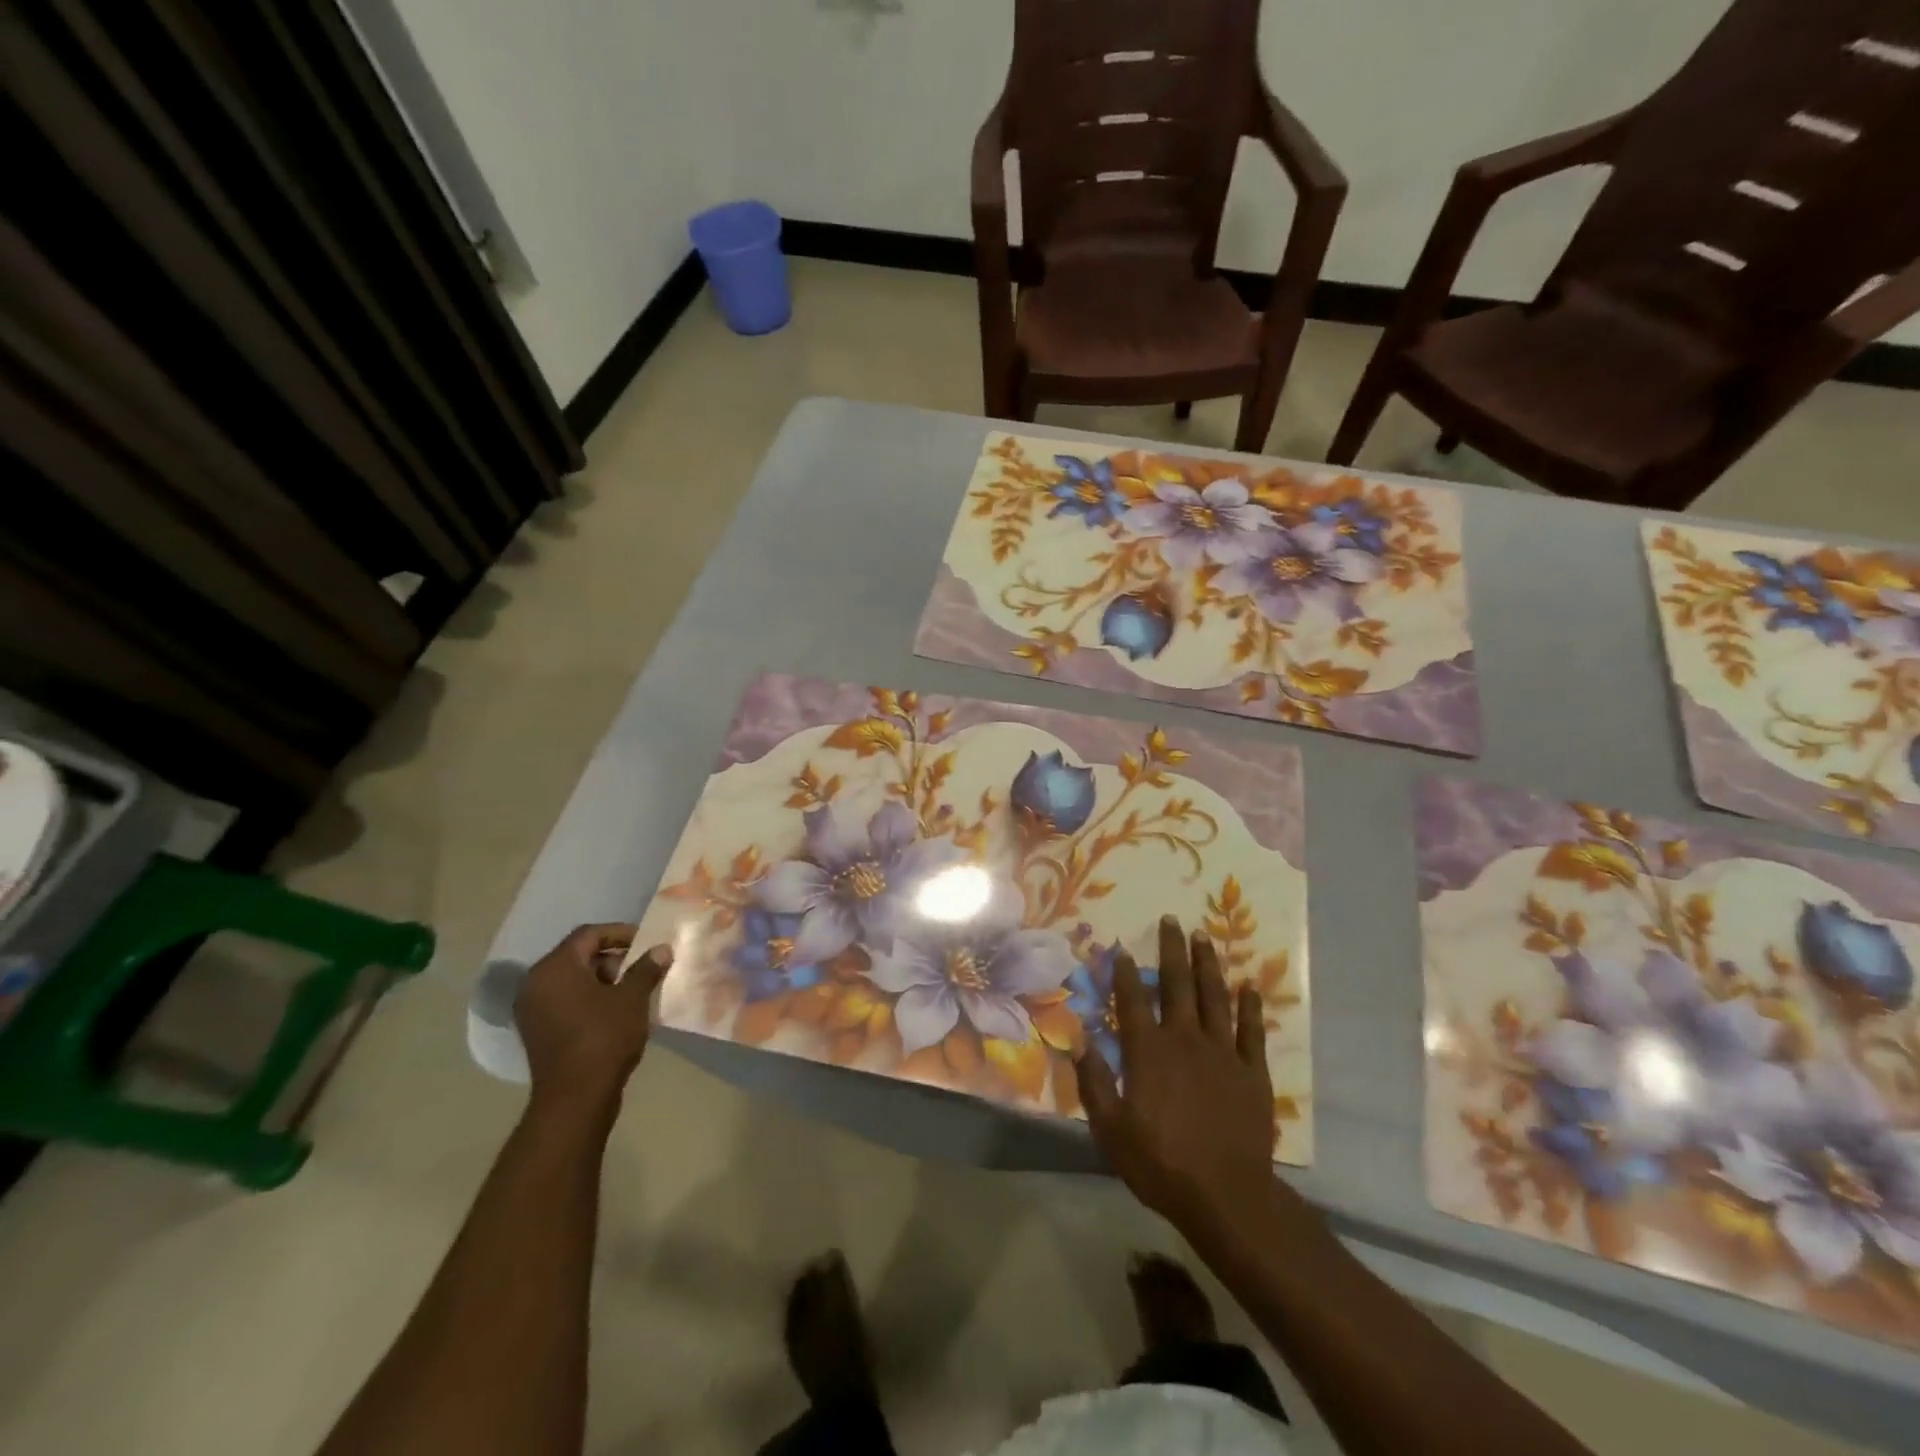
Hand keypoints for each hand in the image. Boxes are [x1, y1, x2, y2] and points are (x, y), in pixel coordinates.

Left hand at [516, 924, 672, 1115]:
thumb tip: (661, 949)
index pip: (589, 934)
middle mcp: (536, 984)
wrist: (575, 1098)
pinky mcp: (537, 1032)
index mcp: (555, 968)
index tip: (647, 943)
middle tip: (642, 969)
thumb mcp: (632, 998)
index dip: (621, 933)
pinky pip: (566, 1002)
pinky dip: (590, 1000)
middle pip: (578, 956)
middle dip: (613, 959)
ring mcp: (533, 1010)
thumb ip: (646, 968)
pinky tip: (616, 1013)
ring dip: (603, 981)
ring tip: (634, 992)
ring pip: (572, 981)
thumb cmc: (604, 1037)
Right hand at [1075, 916, 1277, 1234]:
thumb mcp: (1111, 1130)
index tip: (1123, 949)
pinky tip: (1249, 986)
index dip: (1126, 973)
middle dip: (1172, 950)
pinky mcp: (1252, 1072)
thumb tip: (1080, 1041)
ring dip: (1208, 965)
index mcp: (1148, 1052)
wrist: (1226, 1196)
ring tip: (1204, 937)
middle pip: (1177, 985)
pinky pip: (1252, 1031)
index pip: (1133, 1001)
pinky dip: (1250, 1007)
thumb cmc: (1161, 1164)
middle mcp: (1185, 1040)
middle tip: (1171, 920)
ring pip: (1214, 998)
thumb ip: (1094, 1082)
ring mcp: (1223, 1053)